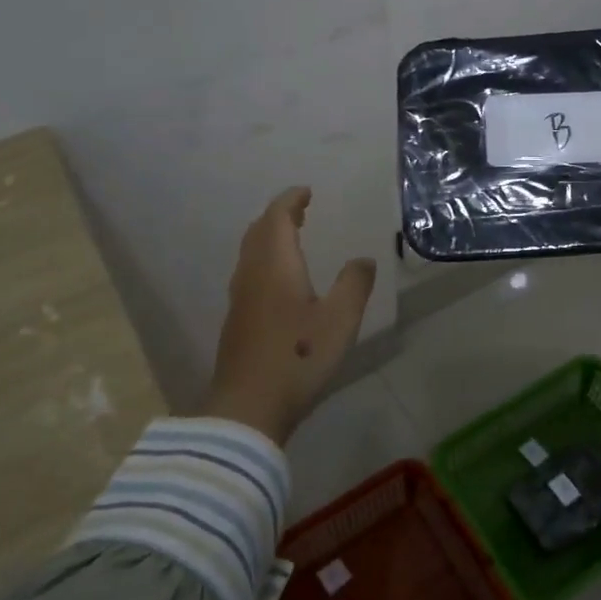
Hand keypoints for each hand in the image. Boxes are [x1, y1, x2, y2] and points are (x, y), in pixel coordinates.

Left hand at [202, 186, 376, 445]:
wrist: (247, 407)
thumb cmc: (297, 357)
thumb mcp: (340, 320)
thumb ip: (354, 284)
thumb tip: (363, 260)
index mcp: (275, 264)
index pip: (277, 217)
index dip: (290, 200)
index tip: (306, 192)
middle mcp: (252, 273)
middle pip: (259, 231)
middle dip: (278, 216)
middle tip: (300, 211)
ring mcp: (240, 298)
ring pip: (250, 252)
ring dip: (269, 237)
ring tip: (291, 239)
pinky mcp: (237, 320)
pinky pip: (249, 272)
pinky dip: (264, 259)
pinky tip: (279, 281)